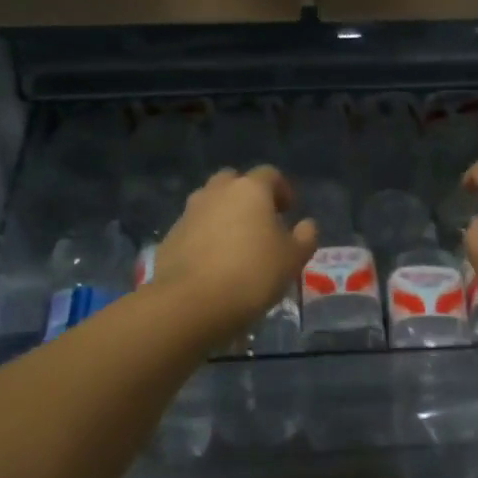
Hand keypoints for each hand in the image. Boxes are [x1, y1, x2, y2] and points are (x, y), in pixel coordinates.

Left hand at [152, 166, 317, 337]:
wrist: (190, 303)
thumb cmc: (252, 274)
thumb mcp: (293, 259)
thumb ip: (305, 237)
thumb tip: (306, 225)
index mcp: (250, 190)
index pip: (270, 175)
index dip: (282, 190)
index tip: (289, 211)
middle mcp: (216, 192)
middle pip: (234, 182)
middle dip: (248, 196)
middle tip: (260, 222)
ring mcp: (189, 213)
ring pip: (211, 203)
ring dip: (224, 215)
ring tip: (236, 244)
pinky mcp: (170, 236)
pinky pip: (194, 228)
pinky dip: (205, 237)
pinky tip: (213, 263)